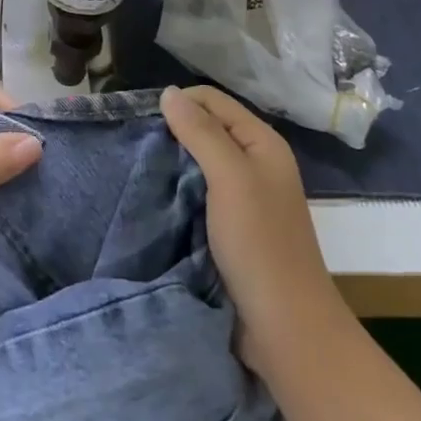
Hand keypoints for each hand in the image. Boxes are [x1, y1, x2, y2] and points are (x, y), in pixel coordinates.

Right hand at [160, 85, 346, 377]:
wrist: (285, 327)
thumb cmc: (259, 244)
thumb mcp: (230, 178)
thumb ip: (201, 132)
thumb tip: (168, 92)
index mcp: (263, 143)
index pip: (213, 101)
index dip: (180, 103)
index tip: (142, 121)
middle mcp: (256, 163)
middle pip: (208, 128)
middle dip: (173, 131)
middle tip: (136, 145)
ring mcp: (245, 197)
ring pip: (200, 162)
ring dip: (173, 162)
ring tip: (139, 167)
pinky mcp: (231, 227)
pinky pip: (199, 193)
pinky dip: (178, 189)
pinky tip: (156, 196)